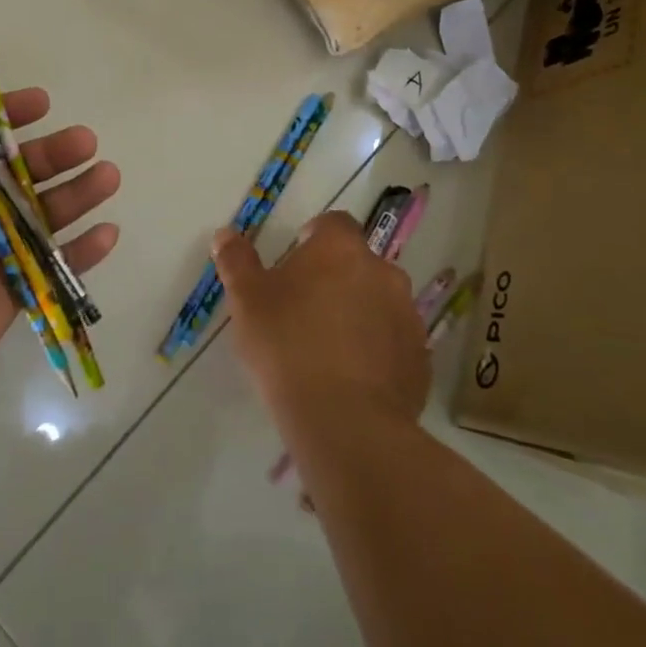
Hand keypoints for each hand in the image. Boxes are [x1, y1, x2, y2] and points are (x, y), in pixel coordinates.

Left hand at [0, 39, 120, 392]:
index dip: (13, 114)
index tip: (42, 102)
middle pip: (26, 169)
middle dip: (58, 152)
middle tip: (87, 142)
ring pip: (48, 211)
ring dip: (80, 193)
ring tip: (107, 177)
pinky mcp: (16, 284)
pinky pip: (58, 262)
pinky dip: (84, 249)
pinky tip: (108, 232)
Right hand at [214, 212, 428, 432]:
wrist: (344, 422)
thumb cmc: (286, 345)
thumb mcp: (246, 300)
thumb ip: (236, 261)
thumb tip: (225, 235)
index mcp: (341, 249)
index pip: (333, 223)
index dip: (314, 238)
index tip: (295, 263)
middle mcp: (383, 271)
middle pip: (358, 263)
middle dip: (336, 277)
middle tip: (305, 308)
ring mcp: (407, 316)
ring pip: (379, 301)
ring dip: (358, 312)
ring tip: (328, 346)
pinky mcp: (420, 359)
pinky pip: (393, 341)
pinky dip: (376, 349)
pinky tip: (351, 376)